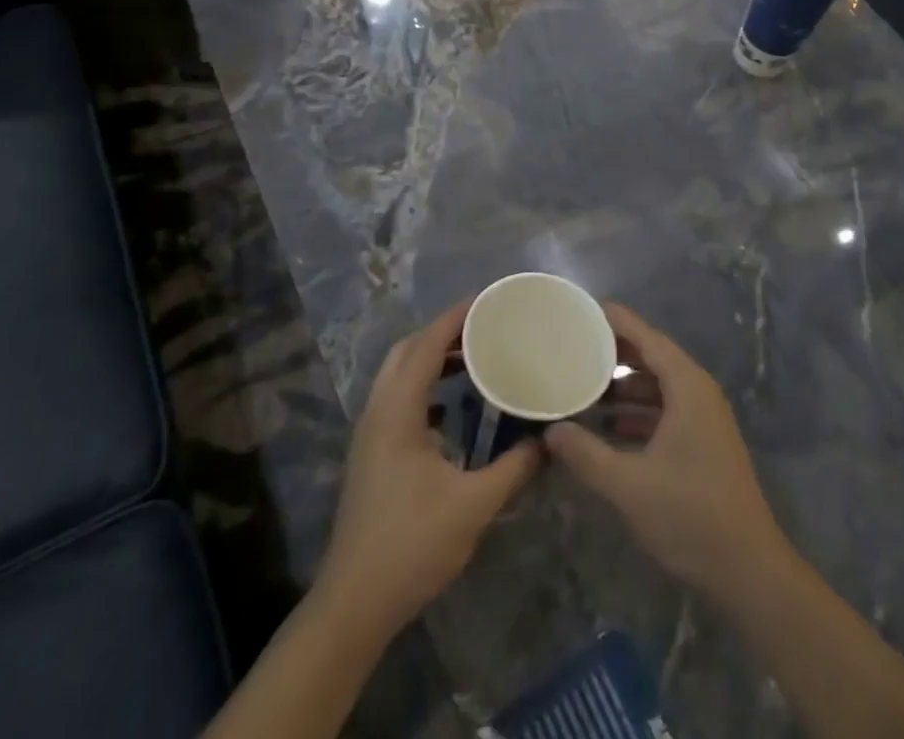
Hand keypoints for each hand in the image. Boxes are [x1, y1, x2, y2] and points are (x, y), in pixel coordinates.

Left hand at [314, 302, 541, 641]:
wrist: (353, 603)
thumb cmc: (411, 545)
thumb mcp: (473, 506)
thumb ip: (515, 467)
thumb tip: (550, 440)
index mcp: (398, 410)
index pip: (426, 344)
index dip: (456, 317)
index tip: (489, 301)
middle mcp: (379, 410)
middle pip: (407, 350)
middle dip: (444, 332)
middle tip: (485, 328)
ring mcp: (370, 432)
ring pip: (399, 374)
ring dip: (433, 358)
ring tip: (475, 359)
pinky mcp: (372, 453)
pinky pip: (399, 398)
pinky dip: (425, 386)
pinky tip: (452, 408)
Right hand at [544, 303, 792, 604]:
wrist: (748, 570)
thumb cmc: (690, 515)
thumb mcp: (628, 484)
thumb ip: (586, 454)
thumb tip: (550, 431)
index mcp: (687, 387)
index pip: (648, 337)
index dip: (617, 321)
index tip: (584, 308)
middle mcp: (698, 393)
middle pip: (653, 358)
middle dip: (615, 353)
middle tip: (574, 346)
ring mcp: (703, 420)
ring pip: (658, 387)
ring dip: (624, 387)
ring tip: (582, 387)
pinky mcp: (702, 444)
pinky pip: (665, 411)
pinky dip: (637, 412)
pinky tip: (607, 427)